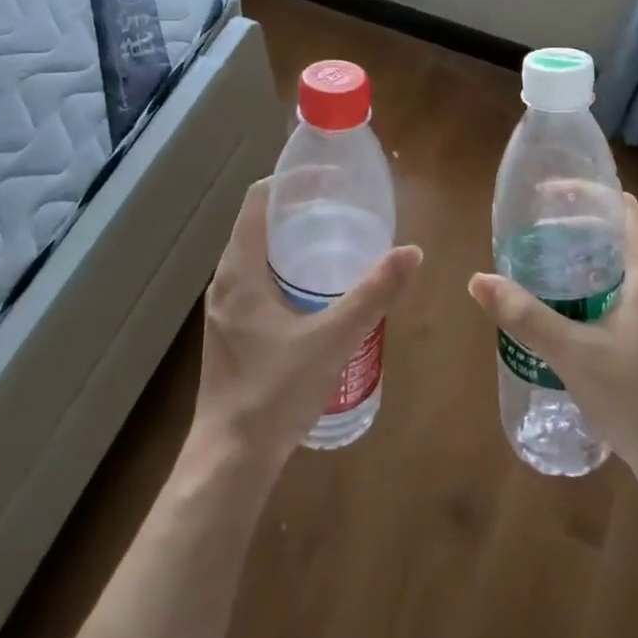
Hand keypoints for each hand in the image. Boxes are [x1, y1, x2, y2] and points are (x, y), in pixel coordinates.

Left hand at [191, 180, 423, 473]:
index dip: (290, 181)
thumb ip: (373, 294)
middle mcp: (226, 281)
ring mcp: (226, 308)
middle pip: (258, 224)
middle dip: (297, 209)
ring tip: (336, 238)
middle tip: (342, 206)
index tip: (328, 177)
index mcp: (239, 270)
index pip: (257, 201)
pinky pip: (257, 280)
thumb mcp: (332, 339)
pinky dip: (285, 268)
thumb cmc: (274, 392)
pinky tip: (317, 288)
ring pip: (257, 254)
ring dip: (291, 240)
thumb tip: (412, 252)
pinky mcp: (232, 330)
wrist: (231, 459)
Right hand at [469, 193, 637, 503]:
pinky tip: (556, 299)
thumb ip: (525, 316)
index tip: (542, 194)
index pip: (621, 207)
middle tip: (527, 226)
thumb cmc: (637, 399)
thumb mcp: (575, 354)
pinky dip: (586, 279)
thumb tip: (477, 280)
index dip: (584, 192)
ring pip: (614, 260)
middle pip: (615, 230)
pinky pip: (616, 286)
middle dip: (573, 221)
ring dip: (578, 252)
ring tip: (534, 255)